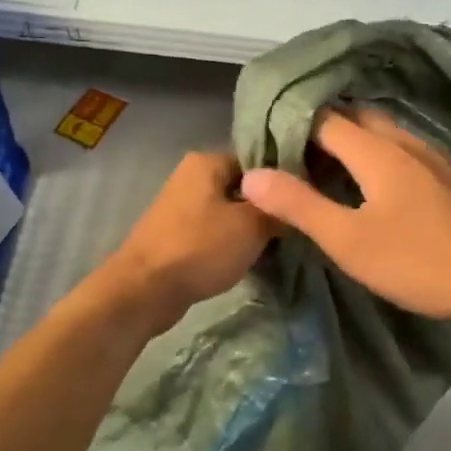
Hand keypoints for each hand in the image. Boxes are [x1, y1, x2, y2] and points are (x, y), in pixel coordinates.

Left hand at [98, 151, 277, 334]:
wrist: (145, 289)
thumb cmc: (200, 247)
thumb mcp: (252, 226)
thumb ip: (277, 209)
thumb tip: (295, 202)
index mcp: (206, 161)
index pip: (258, 160)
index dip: (283, 182)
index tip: (305, 202)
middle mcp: (190, 176)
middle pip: (242, 187)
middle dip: (266, 208)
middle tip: (294, 228)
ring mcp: (180, 207)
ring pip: (228, 212)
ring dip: (248, 229)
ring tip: (276, 246)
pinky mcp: (176, 235)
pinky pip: (213, 232)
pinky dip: (229, 244)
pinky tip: (248, 259)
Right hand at [239, 108, 450, 326]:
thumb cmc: (418, 262)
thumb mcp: (348, 241)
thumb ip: (299, 205)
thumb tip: (251, 176)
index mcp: (377, 150)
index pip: (322, 118)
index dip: (290, 127)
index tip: (264, 146)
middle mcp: (405, 141)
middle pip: (354, 118)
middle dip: (319, 131)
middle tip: (290, 159)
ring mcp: (432, 156)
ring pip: (380, 133)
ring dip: (349, 143)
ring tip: (322, 171)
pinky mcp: (448, 176)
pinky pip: (400, 150)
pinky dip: (374, 157)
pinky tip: (370, 187)